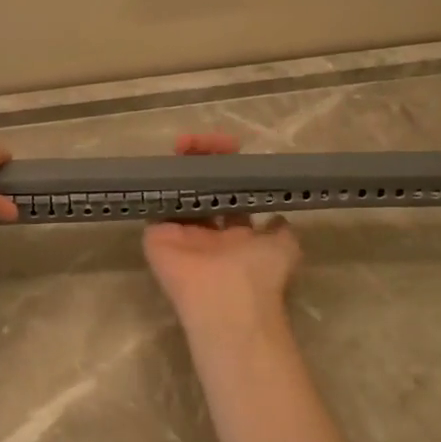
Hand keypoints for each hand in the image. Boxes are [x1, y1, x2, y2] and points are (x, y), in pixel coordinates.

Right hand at [143, 133, 300, 330]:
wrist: (226, 299)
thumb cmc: (259, 272)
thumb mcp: (285, 246)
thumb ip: (280, 229)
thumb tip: (277, 215)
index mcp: (236, 235)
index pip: (230, 193)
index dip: (230, 169)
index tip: (231, 146)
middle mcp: (207, 233)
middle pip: (201, 187)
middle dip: (202, 160)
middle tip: (199, 141)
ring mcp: (180, 234)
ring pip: (177, 191)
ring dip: (180, 167)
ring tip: (184, 143)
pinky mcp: (157, 236)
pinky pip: (155, 205)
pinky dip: (157, 184)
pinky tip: (165, 163)